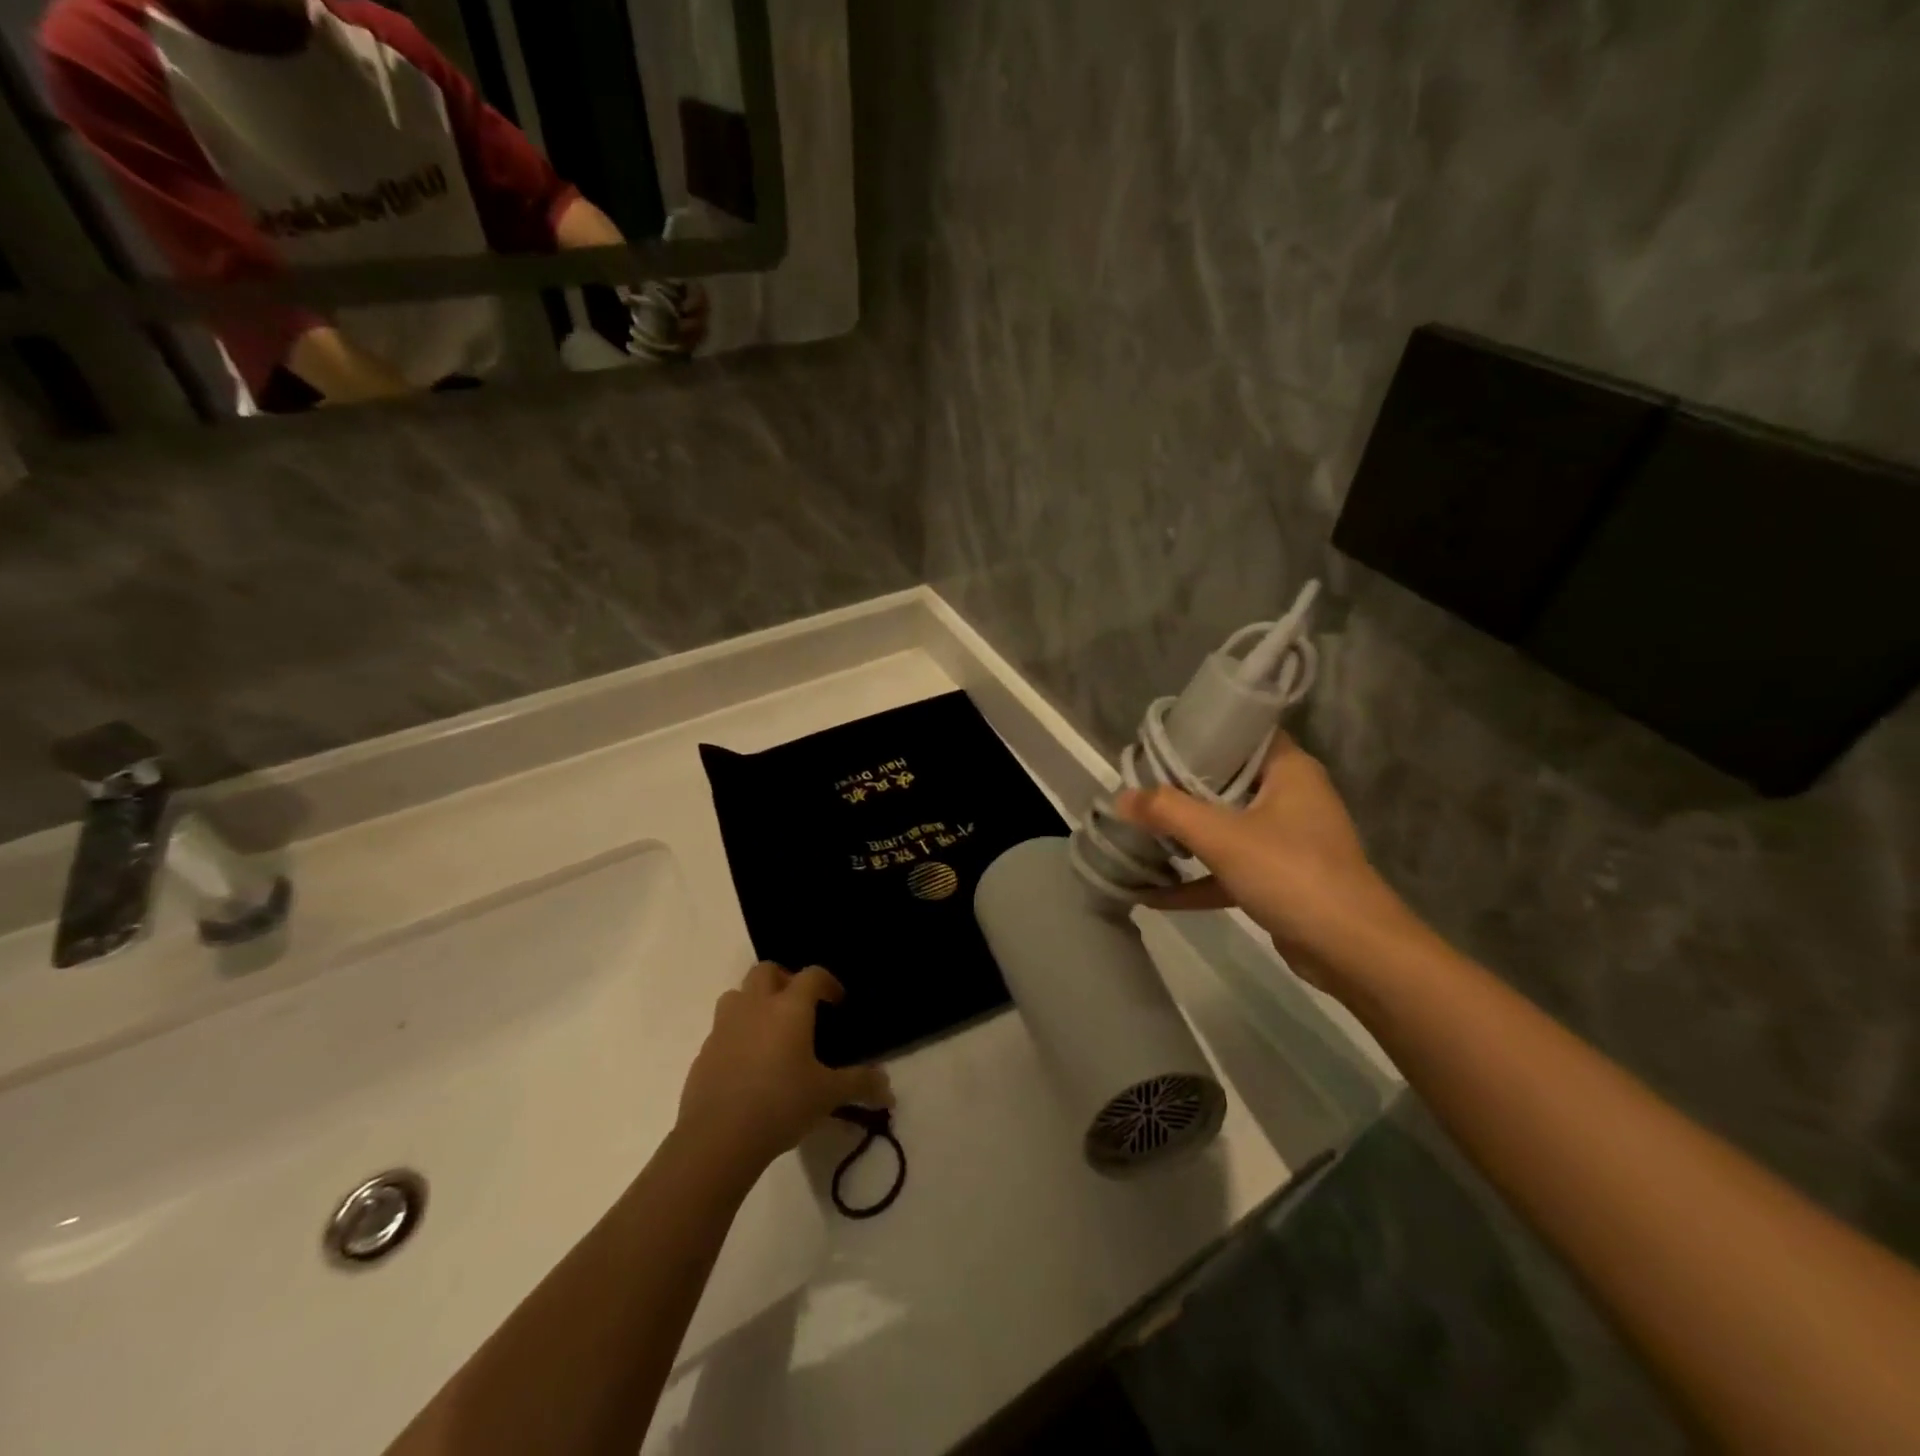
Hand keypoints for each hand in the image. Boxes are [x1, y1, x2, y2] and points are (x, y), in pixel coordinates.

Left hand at [677, 962, 890, 1169]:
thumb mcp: (828, 1096)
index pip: (812, 975)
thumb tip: (889, 1089)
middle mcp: (755, 1006)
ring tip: (770, 1029)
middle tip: (800, 1006)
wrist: (717, 1139)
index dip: (828, 983)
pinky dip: (737, 1033)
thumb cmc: (780, 1105)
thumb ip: (860, 1085)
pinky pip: (722, 1028)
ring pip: (738, 994)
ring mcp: (724, 1026)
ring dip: (755, 1000)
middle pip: (767, 970)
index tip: (837, 1002)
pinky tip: (748, 1063)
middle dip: (785, 979)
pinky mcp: (704, 1051)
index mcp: (789, 1008)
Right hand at [1116, 733, 1433, 993]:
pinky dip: (1196, 879)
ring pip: (1226, 827)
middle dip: (1180, 787)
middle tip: (1136, 786)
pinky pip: (1229, 869)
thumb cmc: (1291, 873)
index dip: (1202, 732)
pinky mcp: (1279, 880)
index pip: (1243, 733)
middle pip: (1227, 781)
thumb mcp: (1223, 837)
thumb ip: (1168, 812)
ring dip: (1185, 835)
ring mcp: (1285, 841)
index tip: (1157, 741)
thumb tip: (1120, 797)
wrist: (1353, 951)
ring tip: (1137, 833)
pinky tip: (1152, 894)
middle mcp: (1290, 797)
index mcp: (1289, 771)